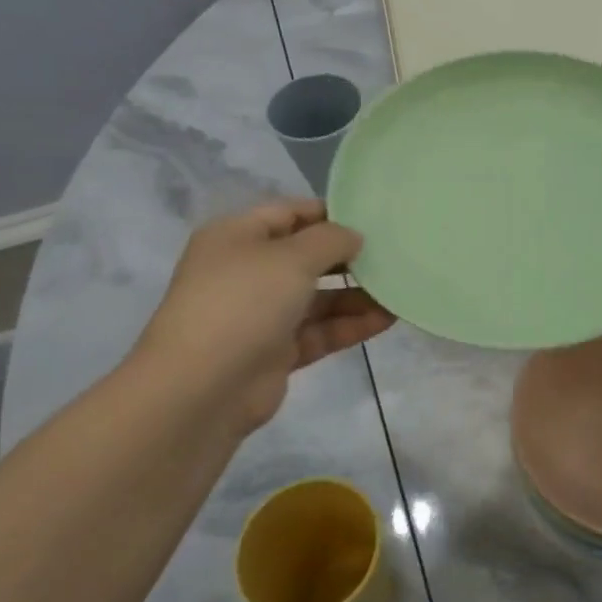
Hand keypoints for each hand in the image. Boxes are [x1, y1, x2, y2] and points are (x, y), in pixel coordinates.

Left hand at [129, 201, 393, 436]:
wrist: (202, 388)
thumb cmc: (243, 303)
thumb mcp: (291, 257)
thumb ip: (330, 240)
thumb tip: (353, 237)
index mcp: (236, 238)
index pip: (289, 213)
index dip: (330, 213)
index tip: (374, 219)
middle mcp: (247, 272)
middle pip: (306, 257)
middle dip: (349, 257)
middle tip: (393, 255)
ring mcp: (261, 314)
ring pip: (318, 298)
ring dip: (357, 294)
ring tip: (399, 291)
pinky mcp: (276, 351)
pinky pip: (320, 331)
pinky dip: (351, 325)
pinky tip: (387, 319)